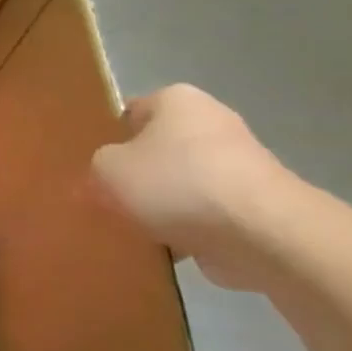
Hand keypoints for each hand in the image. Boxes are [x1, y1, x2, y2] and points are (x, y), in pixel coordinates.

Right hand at [91, 84, 287, 290]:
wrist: (261, 234)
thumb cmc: (175, 184)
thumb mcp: (106, 171)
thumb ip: (95, 170)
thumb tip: (101, 183)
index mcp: (177, 100)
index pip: (129, 114)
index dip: (106, 139)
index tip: (91, 168)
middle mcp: (211, 124)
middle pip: (155, 151)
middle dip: (134, 177)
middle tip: (103, 200)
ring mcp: (238, 166)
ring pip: (179, 185)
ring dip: (158, 207)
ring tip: (128, 230)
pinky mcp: (253, 206)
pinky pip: (202, 215)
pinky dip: (184, 231)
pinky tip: (161, 250)